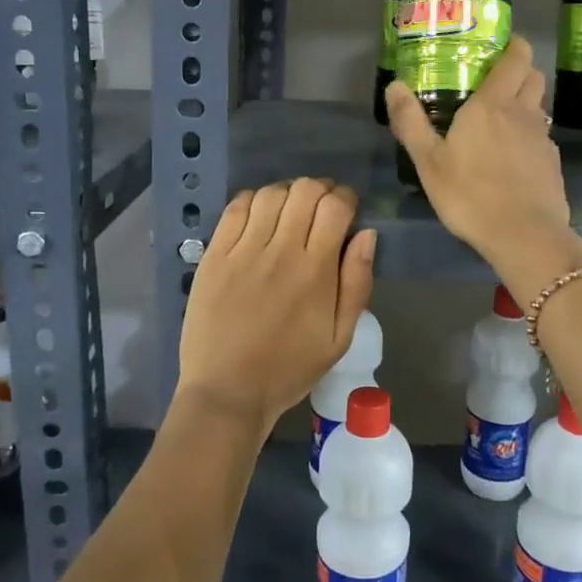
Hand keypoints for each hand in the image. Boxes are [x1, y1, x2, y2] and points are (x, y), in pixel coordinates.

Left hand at [176, 178, 376, 434]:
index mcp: (315, 270)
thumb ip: (357, 283)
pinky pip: (235, 208)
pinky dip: (253, 201)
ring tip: (290, 211)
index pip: (335, 206)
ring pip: (270, 193)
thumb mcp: (340, 338)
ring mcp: (242, 250)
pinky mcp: (214, 255)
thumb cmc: (290, 368)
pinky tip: (260, 216)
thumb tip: (366, 235)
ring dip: (288, 193)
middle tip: (321, 209)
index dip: (346, 198)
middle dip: (320, 190)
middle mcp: (279, 250)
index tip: (347, 210)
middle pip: (304, 190)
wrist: (227, 391)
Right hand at [385, 37, 581, 286]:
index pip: (517, 58)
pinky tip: (513, 160)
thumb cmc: (470, 195)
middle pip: (534, 77)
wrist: (524, 235)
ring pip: (540, 108)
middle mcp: (524, 113)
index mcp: (492, 105)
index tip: (502, 46)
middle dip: (520, 71)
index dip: (514, 46)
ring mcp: (543, 139)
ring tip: (501, 123)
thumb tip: (394, 85)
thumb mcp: (428, 161)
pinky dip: (530, 138)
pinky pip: (543, 138)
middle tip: (496, 82)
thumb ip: (411, 122)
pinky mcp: (553, 164)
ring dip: (525, 105)